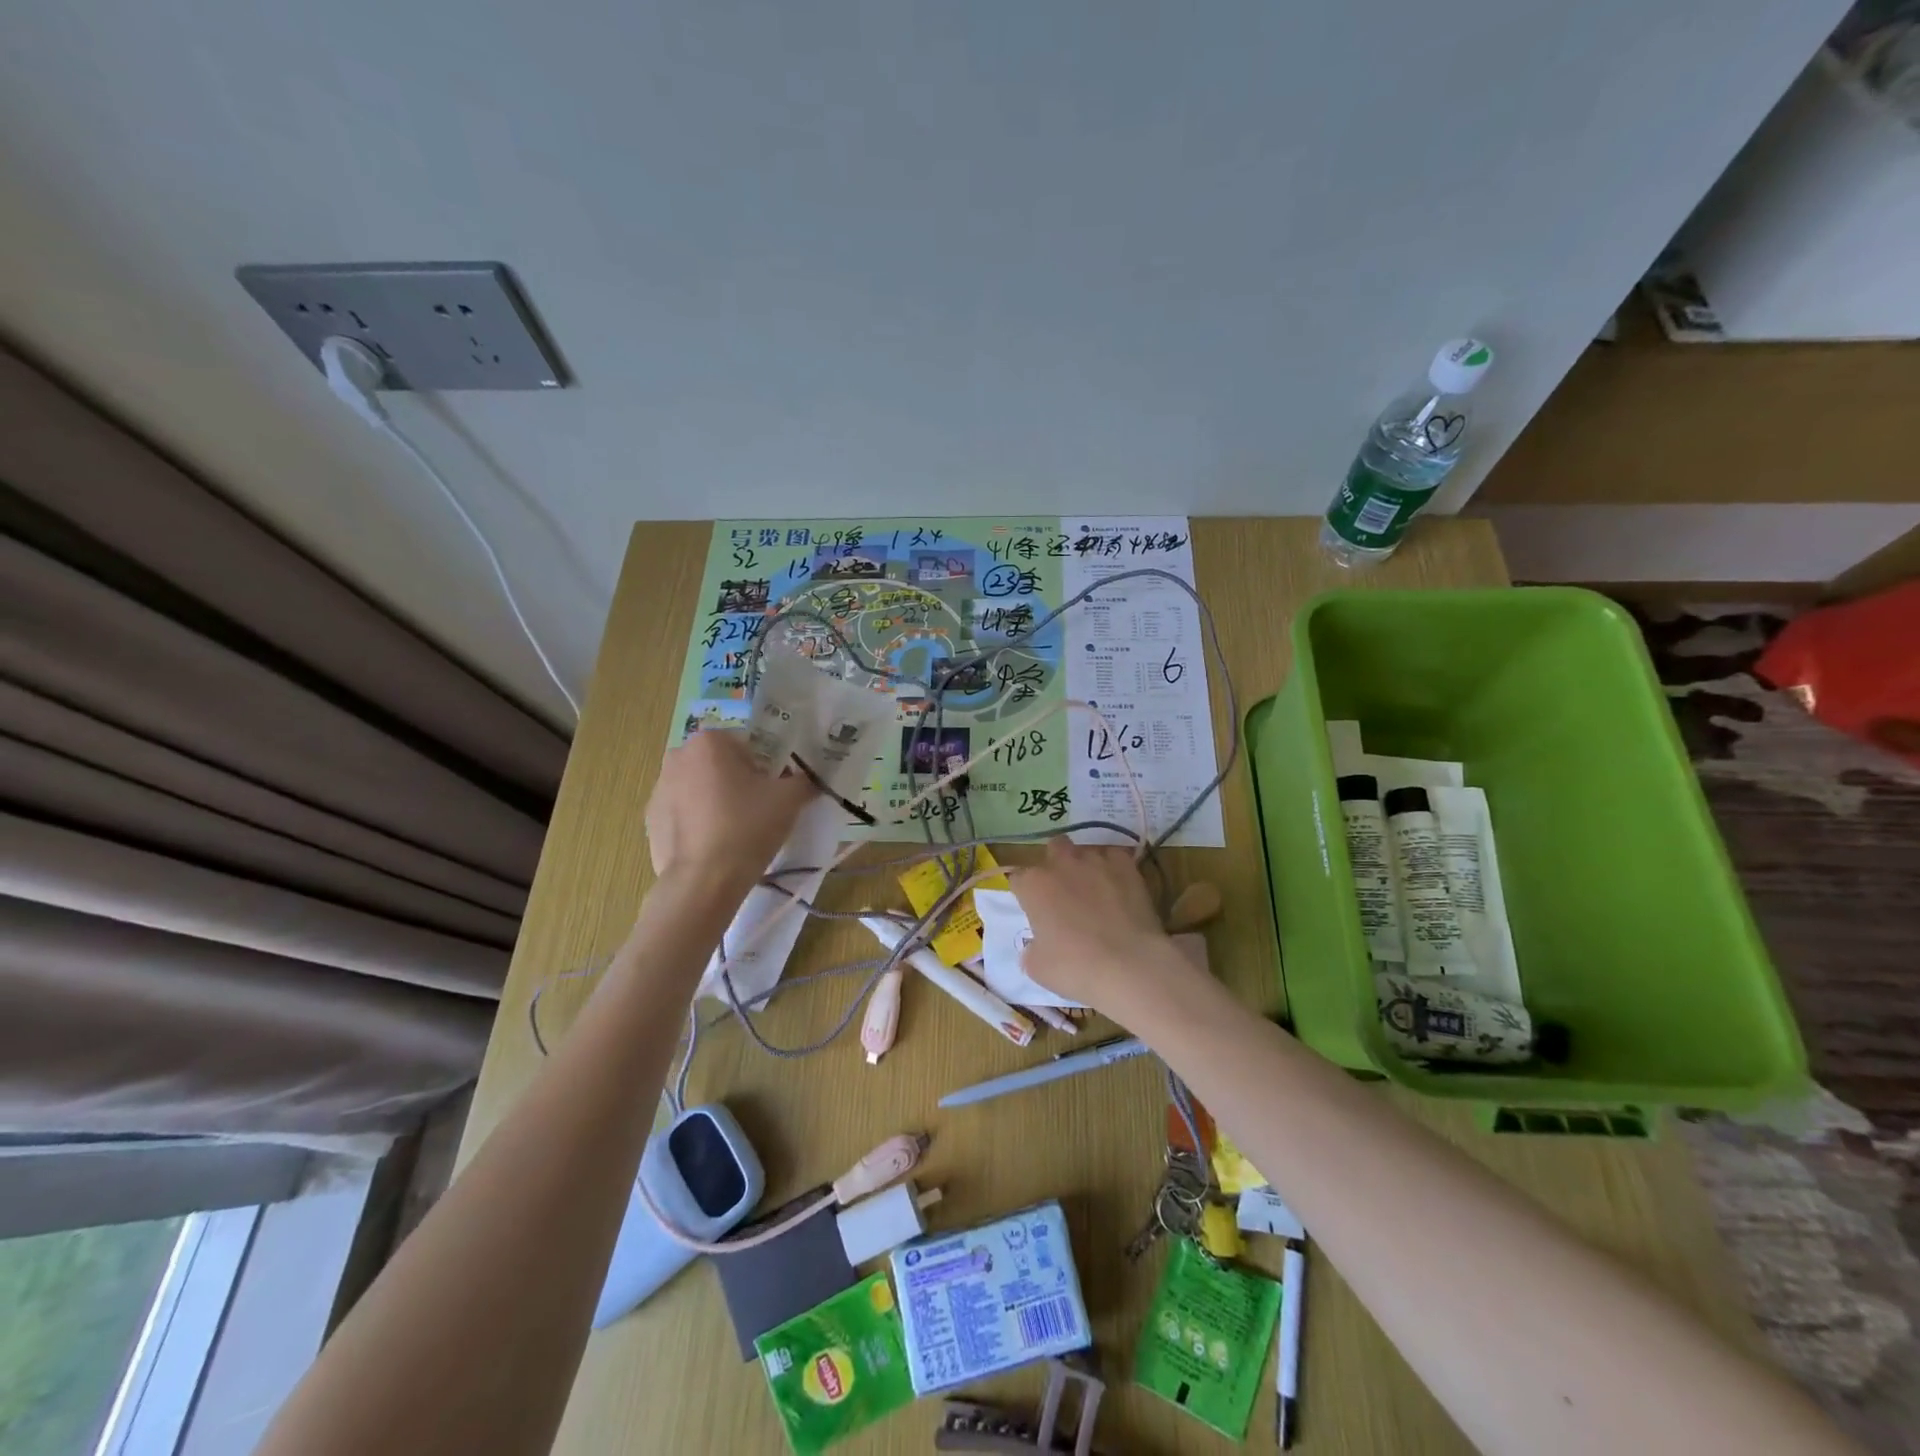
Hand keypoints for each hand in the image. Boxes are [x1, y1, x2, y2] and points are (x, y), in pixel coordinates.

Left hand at [645, 730, 816, 885]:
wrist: (704, 881)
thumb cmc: (748, 827)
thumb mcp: (790, 798)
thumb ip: (804, 779)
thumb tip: (807, 779)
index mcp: (709, 741)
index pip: (748, 745)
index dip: (767, 767)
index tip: (775, 792)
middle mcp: (678, 756)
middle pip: (721, 764)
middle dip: (739, 781)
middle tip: (759, 810)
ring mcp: (659, 789)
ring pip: (700, 788)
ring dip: (717, 801)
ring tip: (736, 832)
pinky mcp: (650, 820)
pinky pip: (684, 813)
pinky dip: (699, 823)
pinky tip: (714, 846)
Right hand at [1010, 840, 1186, 1013]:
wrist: (1129, 965)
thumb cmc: (1075, 968)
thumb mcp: (1037, 967)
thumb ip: (1031, 948)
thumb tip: (1036, 945)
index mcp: (1033, 885)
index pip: (1018, 878)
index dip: (1025, 893)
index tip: (1033, 910)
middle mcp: (1061, 864)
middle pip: (1053, 848)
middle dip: (1056, 863)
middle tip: (1064, 891)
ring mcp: (1096, 861)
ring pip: (1085, 850)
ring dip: (1085, 865)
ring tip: (1095, 890)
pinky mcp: (1126, 866)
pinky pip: (1114, 856)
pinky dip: (1113, 867)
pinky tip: (1118, 887)